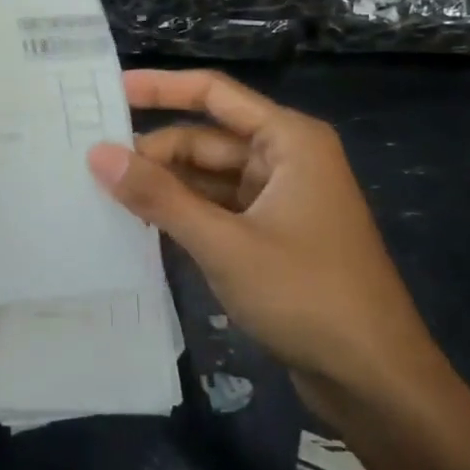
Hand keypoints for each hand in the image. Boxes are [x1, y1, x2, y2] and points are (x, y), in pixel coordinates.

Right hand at [86, 69, 448, 416]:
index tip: (108, 90)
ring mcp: (281, 200)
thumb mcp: (224, 243)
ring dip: (165, 186)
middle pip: (206, 140)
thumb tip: (98, 154)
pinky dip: (184, 213)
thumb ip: (159, 196)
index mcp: (288, 141)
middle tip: (92, 165)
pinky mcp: (274, 236)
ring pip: (209, 177)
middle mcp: (286, 159)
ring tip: (104, 193)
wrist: (376, 381)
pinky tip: (143, 225)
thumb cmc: (307, 295)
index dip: (160, 88)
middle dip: (155, 152)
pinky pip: (218, 209)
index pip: (213, 94)